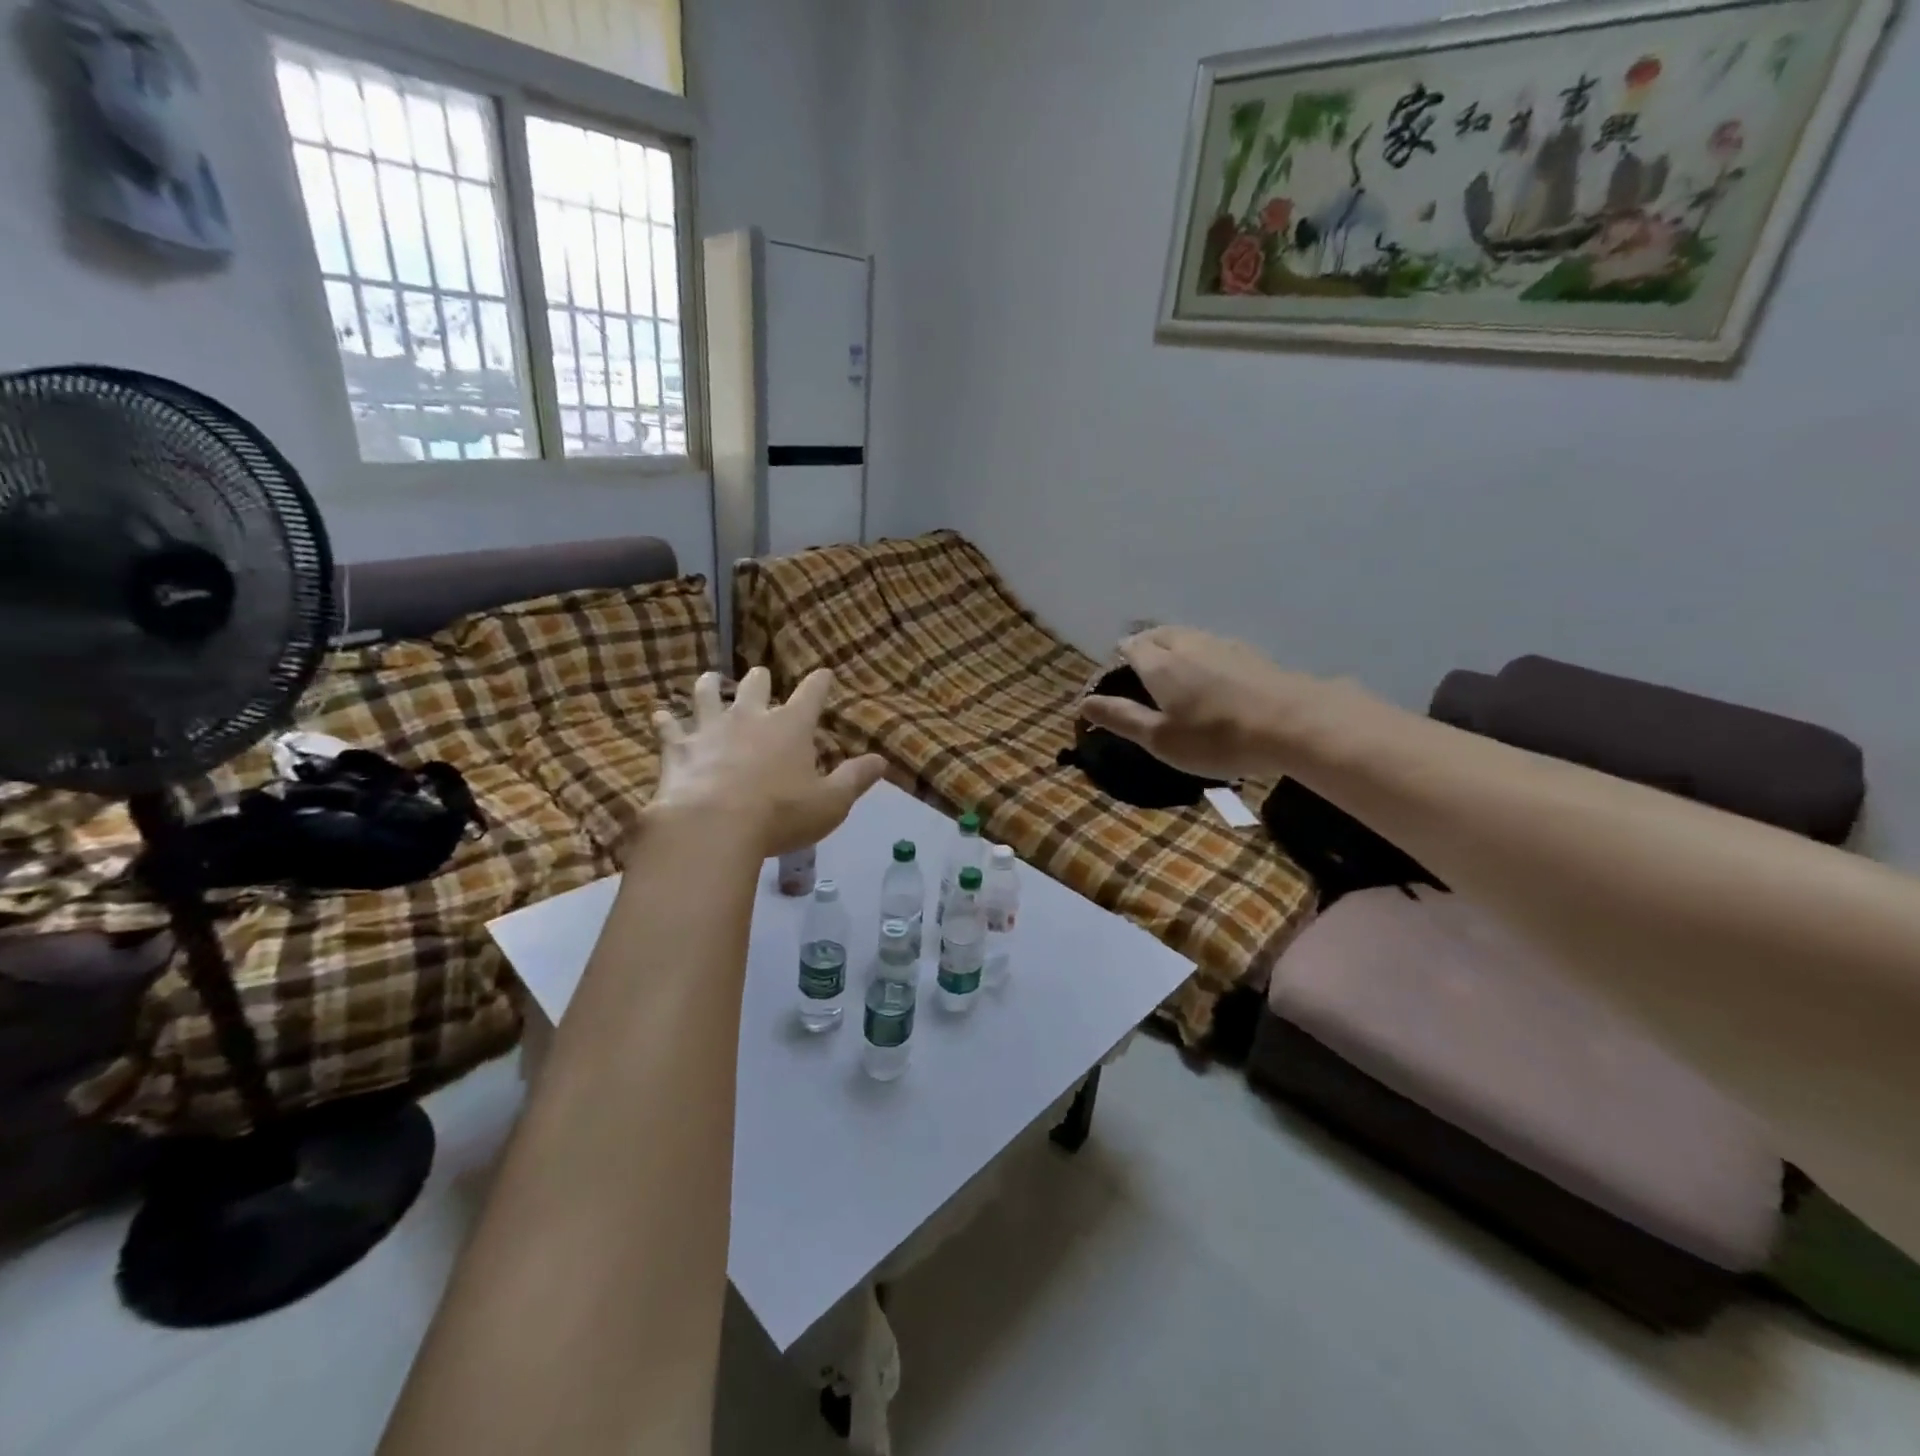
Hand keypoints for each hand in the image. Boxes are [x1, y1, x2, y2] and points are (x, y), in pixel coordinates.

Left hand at [647, 667, 885, 857]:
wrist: (712, 827)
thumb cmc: (780, 814)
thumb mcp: (830, 803)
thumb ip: (855, 779)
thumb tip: (882, 761)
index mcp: (791, 726)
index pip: (811, 694)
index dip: (820, 682)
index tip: (824, 673)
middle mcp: (750, 718)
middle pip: (755, 686)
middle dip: (761, 680)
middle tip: (761, 676)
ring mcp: (710, 729)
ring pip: (707, 695)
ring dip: (708, 687)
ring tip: (707, 680)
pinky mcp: (678, 749)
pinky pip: (669, 728)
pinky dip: (665, 721)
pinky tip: (659, 716)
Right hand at [1080, 626, 1316, 780]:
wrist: (1295, 724)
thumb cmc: (1217, 737)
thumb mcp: (1161, 739)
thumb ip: (1122, 718)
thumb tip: (1083, 703)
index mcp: (1160, 663)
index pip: (1131, 646)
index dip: (1119, 656)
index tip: (1115, 673)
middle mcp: (1188, 644)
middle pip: (1158, 633)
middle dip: (1144, 644)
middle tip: (1140, 667)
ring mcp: (1223, 645)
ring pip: (1188, 635)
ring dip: (1174, 646)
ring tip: (1173, 669)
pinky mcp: (1251, 654)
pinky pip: (1213, 645)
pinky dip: (1201, 654)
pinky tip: (1212, 675)